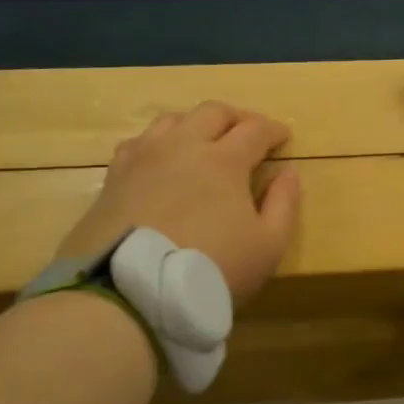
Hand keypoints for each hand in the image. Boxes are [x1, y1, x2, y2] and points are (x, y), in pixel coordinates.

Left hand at [56, 102, 300, 303]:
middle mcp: (183, 146)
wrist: (130, 291)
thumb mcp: (267, 246)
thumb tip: (288, 172)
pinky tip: (160, 161)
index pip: (255, 129)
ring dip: (196, 123)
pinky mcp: (114, 176)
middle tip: (248, 132)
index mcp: (224, 159)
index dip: (274, 130)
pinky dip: (158, 143)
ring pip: (172, 119)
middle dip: (237, 117)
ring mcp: (144, 157)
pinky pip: (139, 142)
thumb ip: (284, 204)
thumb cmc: (210, 269)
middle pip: (213, 112)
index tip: (284, 136)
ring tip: (203, 141)